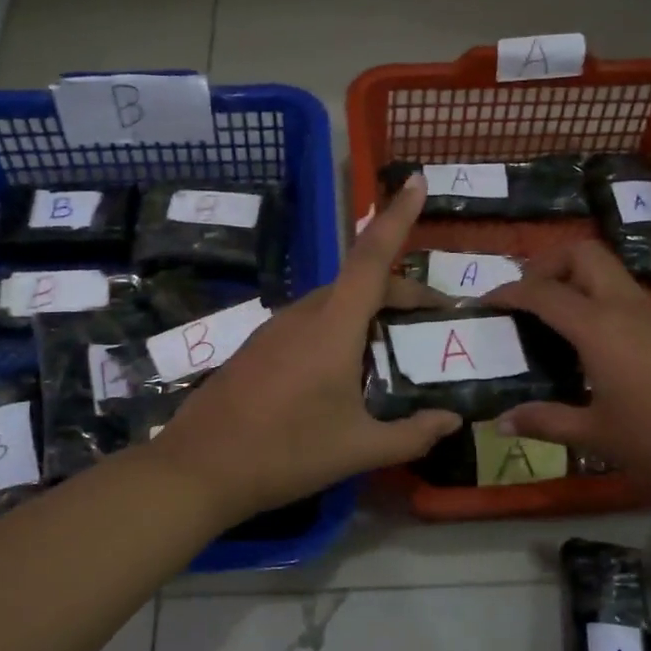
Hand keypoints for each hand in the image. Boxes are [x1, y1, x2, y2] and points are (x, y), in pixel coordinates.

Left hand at [147, 176, 461, 524]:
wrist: (199, 470)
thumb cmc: (285, 454)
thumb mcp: (358, 449)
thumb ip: (412, 434)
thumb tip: (451, 420)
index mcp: (332, 327)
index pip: (372, 257)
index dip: (398, 217)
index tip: (416, 180)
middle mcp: (303, 315)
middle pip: (360, 281)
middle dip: (402, 290)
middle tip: (433, 322)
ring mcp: (275, 329)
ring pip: (334, 301)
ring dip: (370, 310)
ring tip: (395, 348)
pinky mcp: (258, 347)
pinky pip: (311, 322)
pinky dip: (341, 327)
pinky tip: (346, 370)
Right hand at [485, 241, 650, 507]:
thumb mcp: (598, 437)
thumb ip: (546, 422)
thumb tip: (500, 422)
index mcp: (599, 328)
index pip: (543, 292)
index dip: (508, 292)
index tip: (484, 303)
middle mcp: (625, 308)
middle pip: (583, 254)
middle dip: (547, 264)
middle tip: (526, 299)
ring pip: (608, 273)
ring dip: (574, 282)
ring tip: (551, 325)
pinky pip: (625, 298)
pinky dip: (597, 303)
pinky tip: (593, 349)